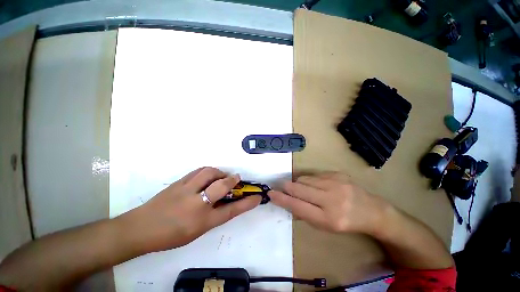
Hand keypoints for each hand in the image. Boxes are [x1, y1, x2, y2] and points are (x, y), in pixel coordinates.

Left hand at [121, 167, 261, 252]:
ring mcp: (186, 190)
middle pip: (221, 186)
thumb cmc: (170, 235)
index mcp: (202, 221)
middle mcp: (196, 204)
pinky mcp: (178, 182)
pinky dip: (208, 171)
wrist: (139, 229)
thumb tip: (225, 201)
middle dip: (233, 180)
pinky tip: (208, 175)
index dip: (247, 203)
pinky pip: (198, 171)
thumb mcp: (197, 230)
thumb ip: (214, 215)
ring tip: (221, 176)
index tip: (257, 197)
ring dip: (220, 172)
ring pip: (209, 172)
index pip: (231, 210)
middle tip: (237, 179)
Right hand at [268, 173, 388, 234]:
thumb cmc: (345, 223)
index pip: (298, 206)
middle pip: (298, 188)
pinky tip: (315, 185)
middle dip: (286, 187)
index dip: (282, 199)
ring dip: (298, 184)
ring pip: (304, 179)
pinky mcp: (337, 174)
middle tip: (281, 187)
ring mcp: (335, 183)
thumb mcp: (324, 227)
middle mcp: (332, 199)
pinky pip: (313, 175)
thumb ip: (304, 214)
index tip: (270, 194)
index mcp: (329, 219)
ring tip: (302, 189)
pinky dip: (308, 180)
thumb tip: (286, 201)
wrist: (371, 211)